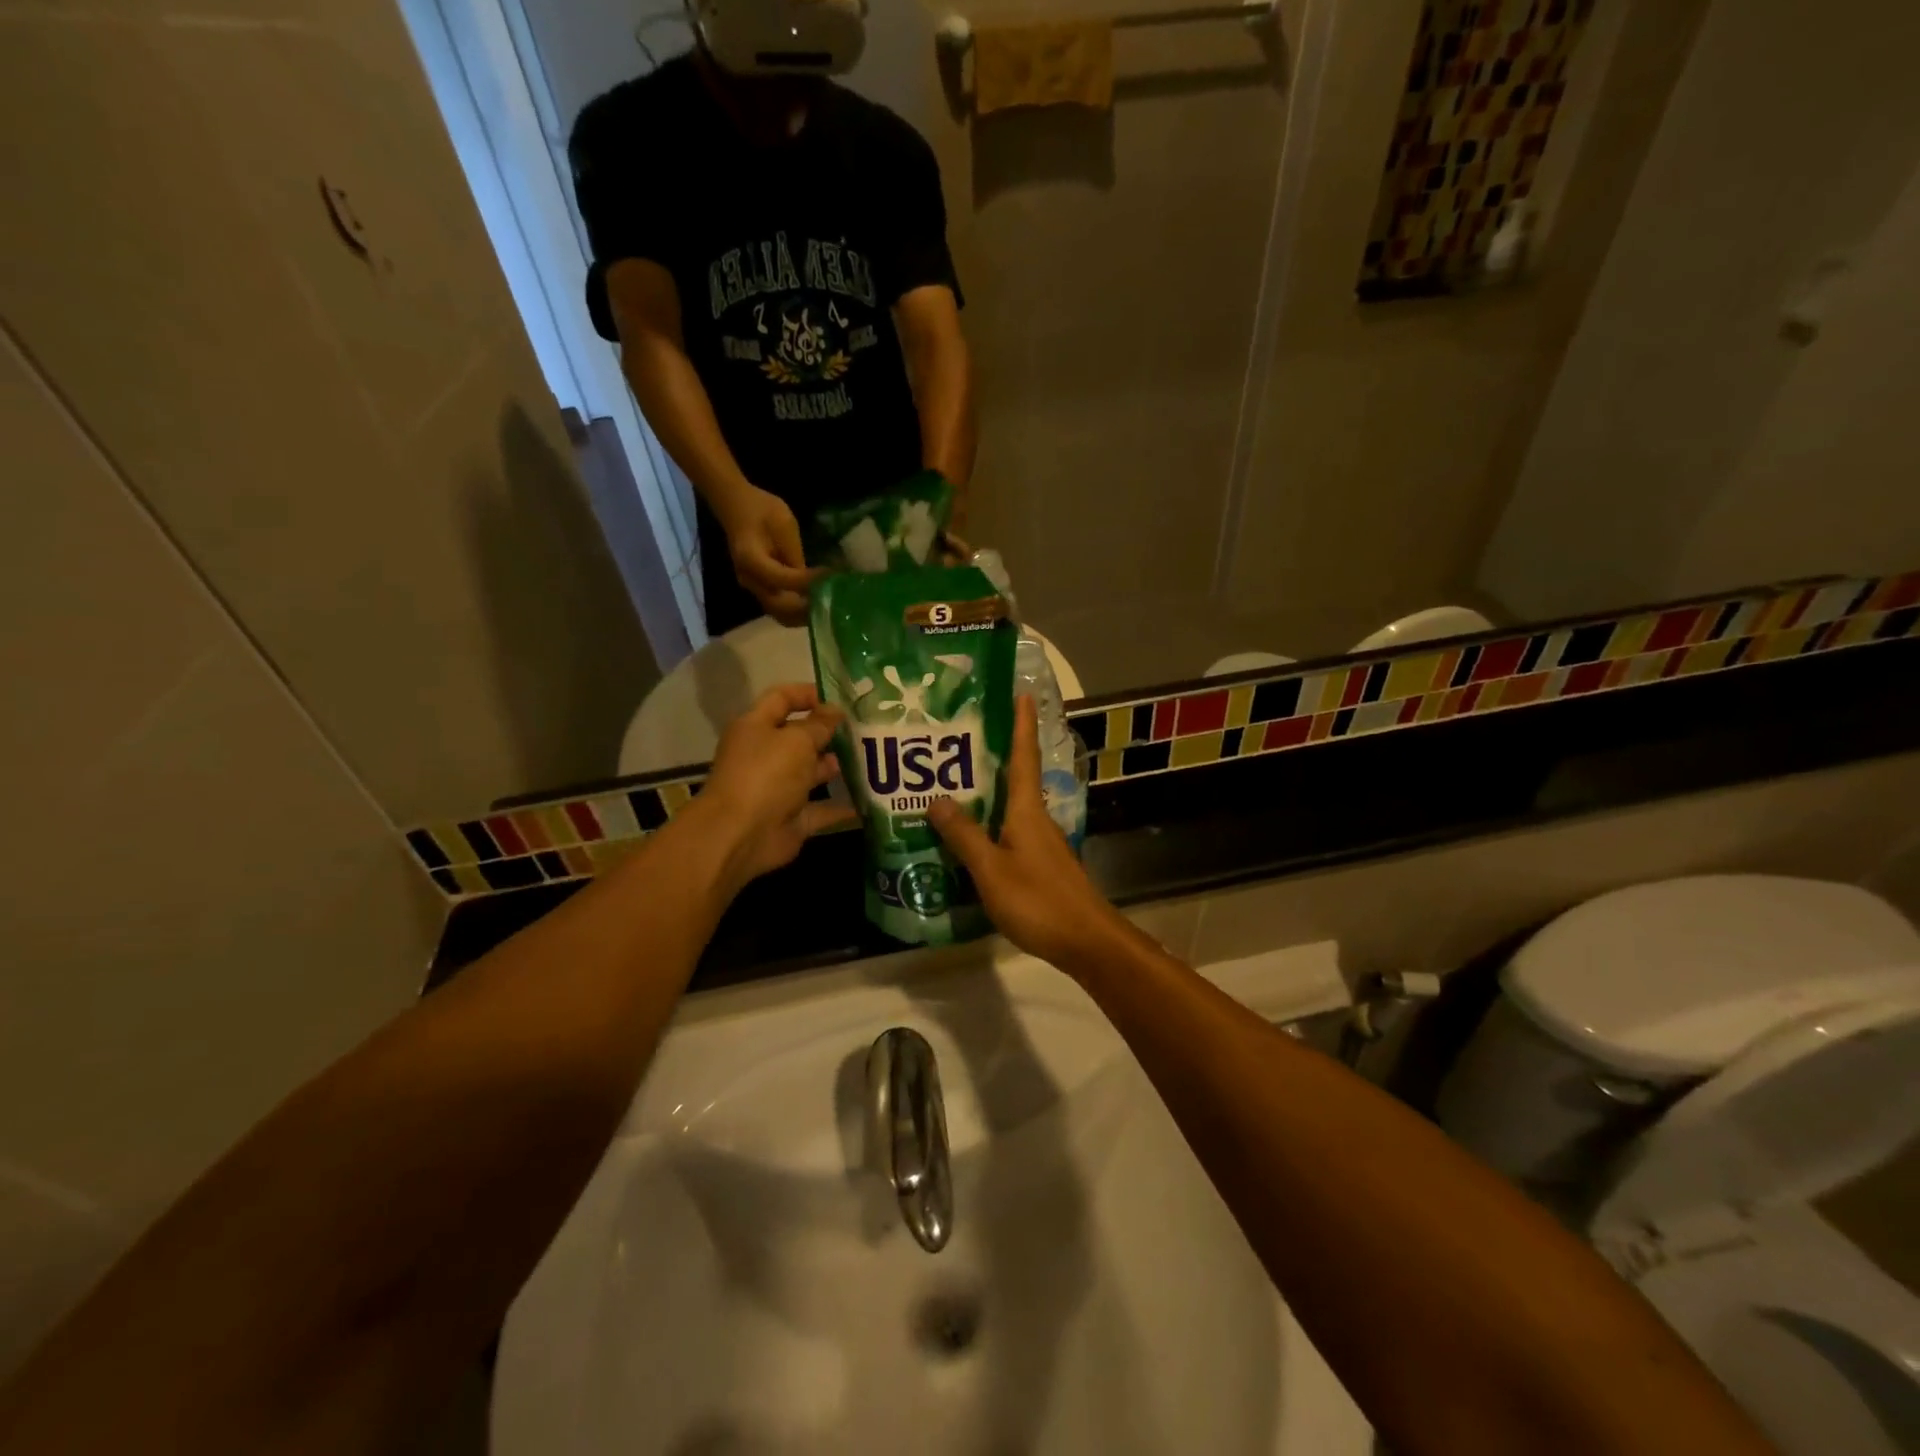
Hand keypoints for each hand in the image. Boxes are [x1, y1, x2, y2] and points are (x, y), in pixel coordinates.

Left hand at [697, 685, 855, 892]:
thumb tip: (834, 711)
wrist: (741, 835)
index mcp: (756, 727)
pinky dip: (842, 806)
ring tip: (872, 760)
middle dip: (830, 733)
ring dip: (837, 766)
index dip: (809, 693)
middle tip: (866, 729)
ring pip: (811, 772)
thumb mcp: (797, 740)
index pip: (781, 698)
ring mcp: (778, 788)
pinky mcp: (791, 818)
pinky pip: (822, 808)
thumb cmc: (766, 775)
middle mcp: (765, 755)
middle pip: (799, 736)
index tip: (841, 698)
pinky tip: (871, 799)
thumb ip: (819, 725)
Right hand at [719, 486, 821, 625]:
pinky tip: (816, 604)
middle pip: (779, 607)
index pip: (781, 579)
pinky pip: (779, 609)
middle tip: (831, 601)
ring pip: (779, 614)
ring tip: (827, 606)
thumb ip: (794, 554)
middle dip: (806, 608)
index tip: (829, 578)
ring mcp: (752, 588)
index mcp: (750, 559)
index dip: (806, 582)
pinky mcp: (759, 590)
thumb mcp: (784, 523)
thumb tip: (810, 579)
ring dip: (803, 615)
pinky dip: (797, 612)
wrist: (738, 508)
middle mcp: (749, 580)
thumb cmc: (762, 510)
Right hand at [929, 697, 1127, 974]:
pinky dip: (988, 822)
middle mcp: (1036, 818)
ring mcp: (1040, 841)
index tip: (1021, 692)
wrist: (1086, 941)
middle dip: (994, 753)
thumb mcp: (992, 869)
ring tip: (951, 782)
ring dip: (987, 791)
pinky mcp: (1039, 864)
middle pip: (1015, 776)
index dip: (1022, 724)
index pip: (1024, 756)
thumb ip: (964, 836)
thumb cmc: (1039, 901)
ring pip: (1010, 806)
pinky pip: (1009, 830)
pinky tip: (967, 835)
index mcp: (1027, 810)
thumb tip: (937, 798)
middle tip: (957, 737)